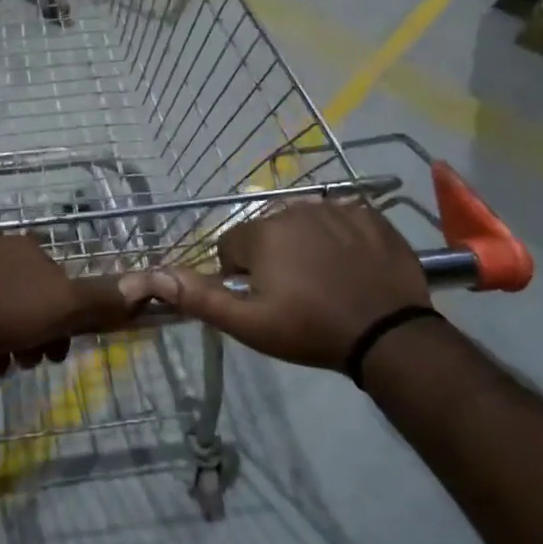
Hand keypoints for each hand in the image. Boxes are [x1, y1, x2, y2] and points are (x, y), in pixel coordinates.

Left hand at [0, 235, 136, 377]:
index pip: (61, 287)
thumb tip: (144, 287)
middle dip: (34, 337)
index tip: (58, 352)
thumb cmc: (3, 307)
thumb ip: (101, 300)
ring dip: (6, 343)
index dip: (66, 322)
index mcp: (30, 250)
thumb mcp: (63, 306)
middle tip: (28, 362)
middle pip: (30, 302)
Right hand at [120, 202, 430, 373]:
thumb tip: (154, 276)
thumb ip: (200, 297)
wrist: (388, 335)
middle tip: (295, 294)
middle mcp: (294, 209)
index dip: (240, 274)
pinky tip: (351, 266)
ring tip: (325, 281)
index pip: (231, 245)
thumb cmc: (311, 330)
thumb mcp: (249, 324)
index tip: (263, 300)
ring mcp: (335, 208)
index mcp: (262, 233)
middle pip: (267, 231)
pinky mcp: (369, 214)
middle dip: (272, 257)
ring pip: (302, 223)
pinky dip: (340, 237)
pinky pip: (340, 218)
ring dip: (304, 245)